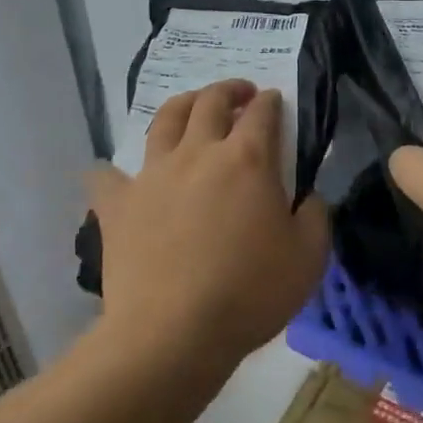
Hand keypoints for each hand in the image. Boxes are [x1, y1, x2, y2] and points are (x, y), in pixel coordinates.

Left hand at [88, 80, 329, 377]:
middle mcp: (198, 153)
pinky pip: (106, 177)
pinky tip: (114, 176)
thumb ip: (315, 216)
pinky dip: (111, 172)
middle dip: (228, 90)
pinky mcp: (118, 204)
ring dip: (182, 105)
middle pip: (210, 101)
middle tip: (239, 94)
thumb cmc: (249, 294)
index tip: (274, 100)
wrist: (172, 333)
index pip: (262, 112)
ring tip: (191, 109)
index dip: (270, 101)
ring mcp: (153, 174)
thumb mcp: (309, 258)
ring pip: (165, 120)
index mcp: (247, 159)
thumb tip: (308, 197)